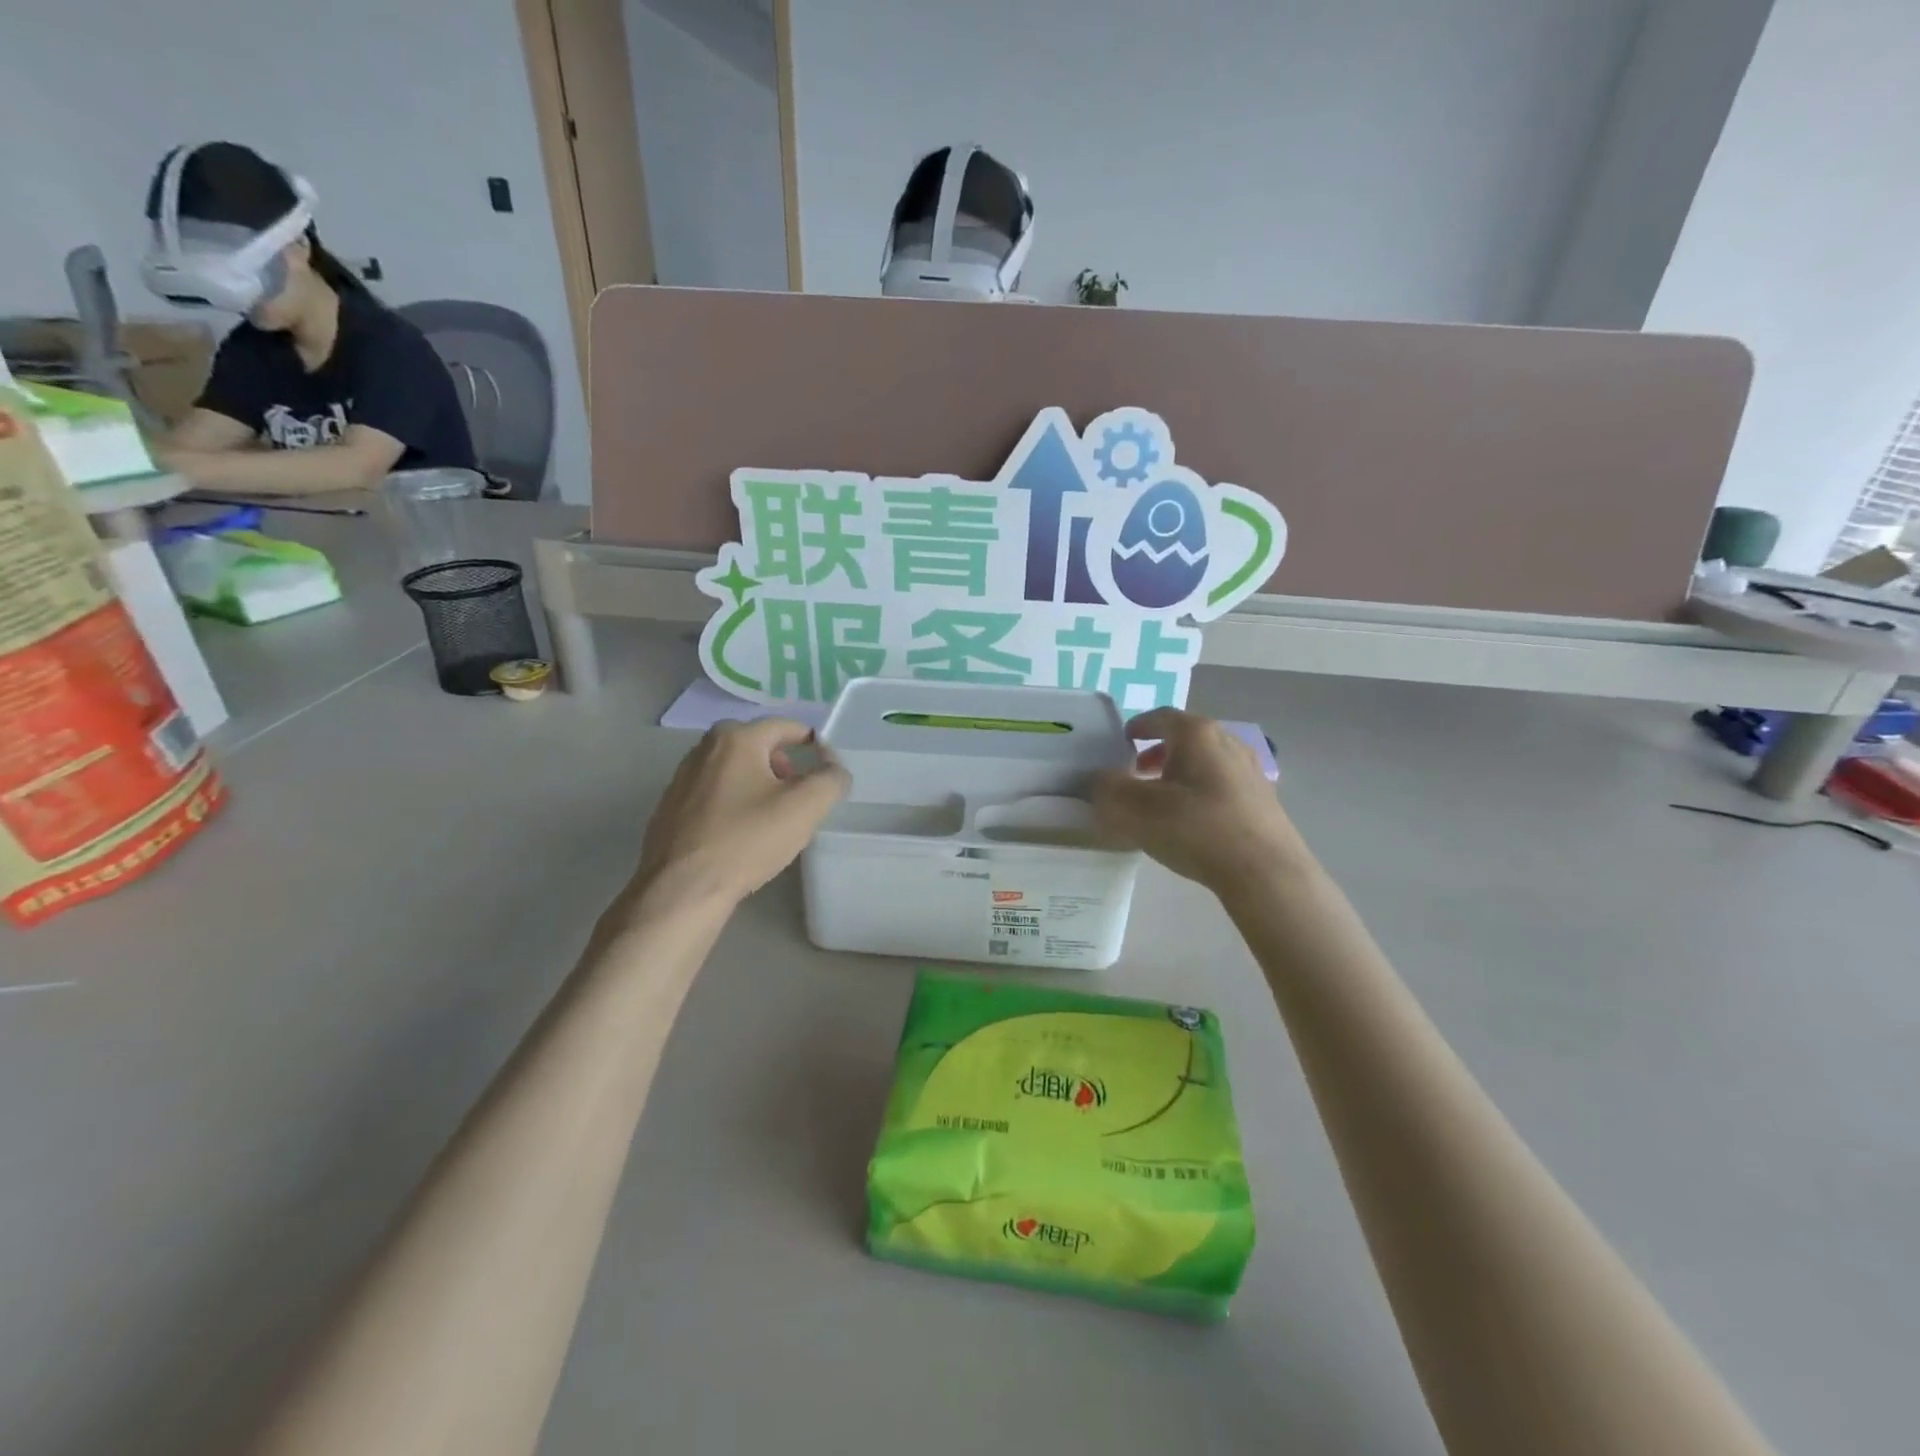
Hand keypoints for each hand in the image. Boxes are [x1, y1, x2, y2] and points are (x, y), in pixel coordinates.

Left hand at [628, 719, 848, 910]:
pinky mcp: (670, 807)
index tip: (826, 770)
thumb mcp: (805, 807)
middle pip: (758, 745)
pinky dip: (734, 803)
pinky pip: (714, 793)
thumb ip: (830, 778)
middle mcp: (704, 748)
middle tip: (799, 795)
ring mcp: (682, 777)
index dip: (813, 744)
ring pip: (734, 769)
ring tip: (773, 818)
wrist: (682, 889)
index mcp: (736, 738)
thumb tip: (833, 767)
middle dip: (784, 765)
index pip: (786, 726)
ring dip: (758, 784)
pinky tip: (741, 834)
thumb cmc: (747, 840)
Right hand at [1093, 709, 1306, 899]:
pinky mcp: (1263, 800)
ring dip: (1179, 773)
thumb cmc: (1195, 828)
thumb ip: (1107, 788)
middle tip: (1136, 772)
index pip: (1161, 716)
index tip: (1122, 740)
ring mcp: (1250, 770)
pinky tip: (1191, 821)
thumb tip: (1096, 778)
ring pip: (1205, 762)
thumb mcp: (1135, 809)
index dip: (1138, 726)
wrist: (1264, 871)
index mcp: (1196, 734)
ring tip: (1161, 799)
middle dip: (1157, 751)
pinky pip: (1221, 784)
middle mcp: (1227, 742)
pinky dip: (1200, 791)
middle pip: (1186, 738)